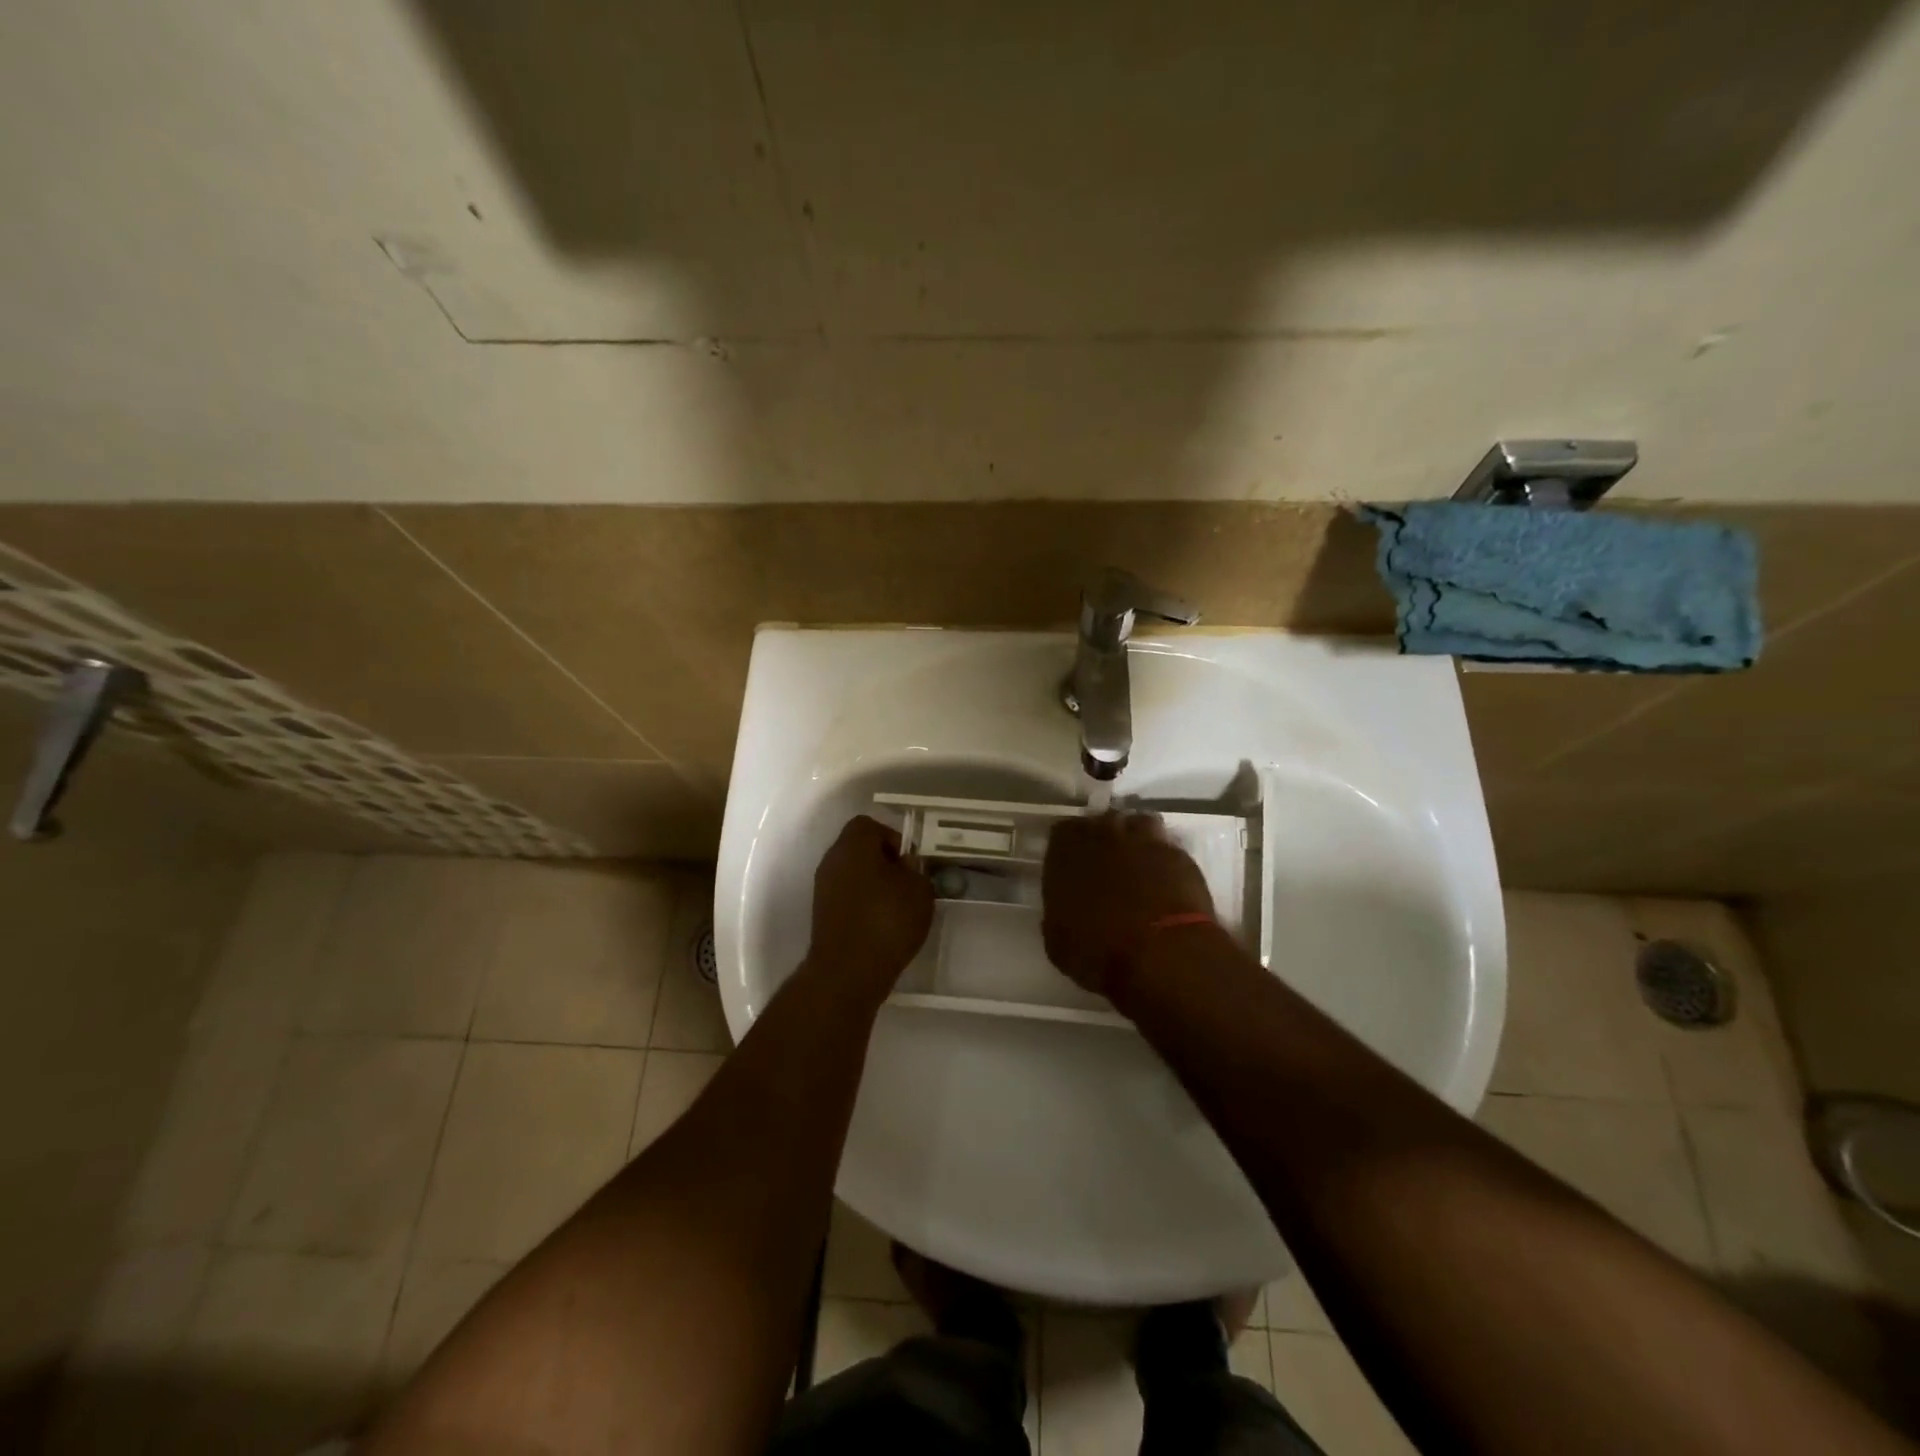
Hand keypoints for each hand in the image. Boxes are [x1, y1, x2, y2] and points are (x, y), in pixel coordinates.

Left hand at [806, 815, 934, 997]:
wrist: (848, 972)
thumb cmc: (887, 921)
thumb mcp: (919, 890)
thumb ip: (915, 869)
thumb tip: (905, 865)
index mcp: (853, 845)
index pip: (869, 825)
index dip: (892, 837)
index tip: (909, 861)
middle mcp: (832, 860)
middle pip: (858, 848)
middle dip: (883, 861)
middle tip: (906, 882)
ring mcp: (822, 888)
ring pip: (851, 873)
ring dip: (872, 883)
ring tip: (896, 905)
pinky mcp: (821, 914)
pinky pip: (846, 896)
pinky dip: (862, 902)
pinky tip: (881, 923)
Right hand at [1042, 812, 1214, 998]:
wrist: (1160, 955)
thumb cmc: (1097, 951)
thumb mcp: (1058, 938)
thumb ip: (1060, 908)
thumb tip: (1067, 905)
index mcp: (1067, 850)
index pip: (1062, 831)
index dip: (1068, 847)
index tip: (1072, 865)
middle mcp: (1105, 834)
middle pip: (1103, 822)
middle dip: (1104, 838)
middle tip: (1107, 864)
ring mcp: (1146, 840)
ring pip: (1139, 824)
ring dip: (1137, 839)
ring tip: (1139, 865)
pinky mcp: (1180, 856)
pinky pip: (1167, 848)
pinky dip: (1164, 860)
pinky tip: (1166, 882)